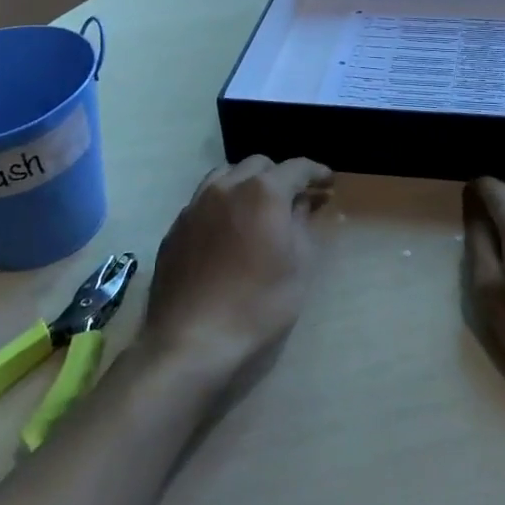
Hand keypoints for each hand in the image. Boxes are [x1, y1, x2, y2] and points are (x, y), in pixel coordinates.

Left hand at [139, 155, 333, 384]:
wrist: (191, 339)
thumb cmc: (258, 304)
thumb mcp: (299, 266)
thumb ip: (303, 225)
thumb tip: (301, 204)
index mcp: (262, 192)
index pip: (297, 167)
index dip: (316, 171)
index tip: (328, 181)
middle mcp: (226, 187)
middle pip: (258, 164)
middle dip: (280, 176)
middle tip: (295, 199)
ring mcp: (195, 205)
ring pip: (225, 176)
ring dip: (247, 183)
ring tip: (258, 207)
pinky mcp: (176, 227)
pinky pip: (204, 201)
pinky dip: (223, 204)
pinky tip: (228, 230)